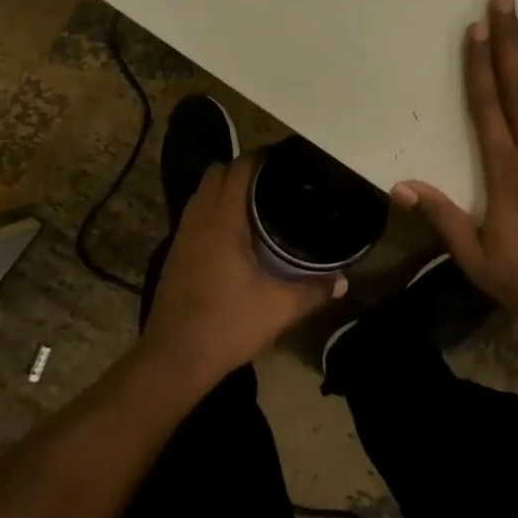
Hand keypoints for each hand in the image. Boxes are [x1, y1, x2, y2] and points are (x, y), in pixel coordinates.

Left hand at [139, 155, 344, 385]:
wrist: (174, 359)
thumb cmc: (227, 324)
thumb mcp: (280, 308)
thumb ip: (314, 290)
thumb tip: (343, 281)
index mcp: (223, 219)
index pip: (240, 167)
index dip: (264, 158)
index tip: (289, 161)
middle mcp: (199, 217)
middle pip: (219, 171)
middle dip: (245, 169)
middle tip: (277, 181)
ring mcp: (183, 234)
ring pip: (204, 191)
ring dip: (227, 188)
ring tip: (259, 201)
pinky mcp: (175, 252)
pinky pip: (197, 212)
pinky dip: (215, 209)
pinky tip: (236, 231)